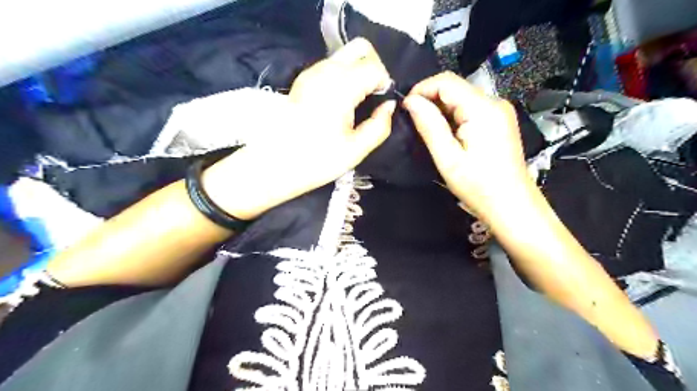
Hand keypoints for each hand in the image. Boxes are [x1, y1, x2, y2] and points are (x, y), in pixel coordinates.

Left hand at [205, 39, 393, 221]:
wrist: (274, 164)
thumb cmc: (316, 160)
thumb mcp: (356, 150)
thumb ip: (379, 126)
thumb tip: (389, 106)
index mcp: (341, 87)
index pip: (374, 67)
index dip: (384, 83)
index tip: (381, 103)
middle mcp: (326, 70)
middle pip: (360, 48)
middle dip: (373, 67)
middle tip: (372, 95)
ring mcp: (312, 72)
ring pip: (344, 55)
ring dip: (357, 71)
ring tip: (356, 102)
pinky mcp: (303, 79)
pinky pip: (330, 66)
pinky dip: (342, 75)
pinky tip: (340, 102)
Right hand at [404, 70, 528, 220]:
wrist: (511, 205)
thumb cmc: (479, 186)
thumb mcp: (448, 158)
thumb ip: (429, 126)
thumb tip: (411, 101)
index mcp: (483, 109)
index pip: (446, 81)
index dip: (422, 89)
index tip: (406, 107)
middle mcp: (494, 103)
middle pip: (455, 87)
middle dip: (430, 99)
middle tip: (413, 121)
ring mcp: (499, 111)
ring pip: (461, 97)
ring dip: (441, 109)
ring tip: (428, 130)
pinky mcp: (499, 121)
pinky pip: (470, 108)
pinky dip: (453, 116)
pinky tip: (446, 134)